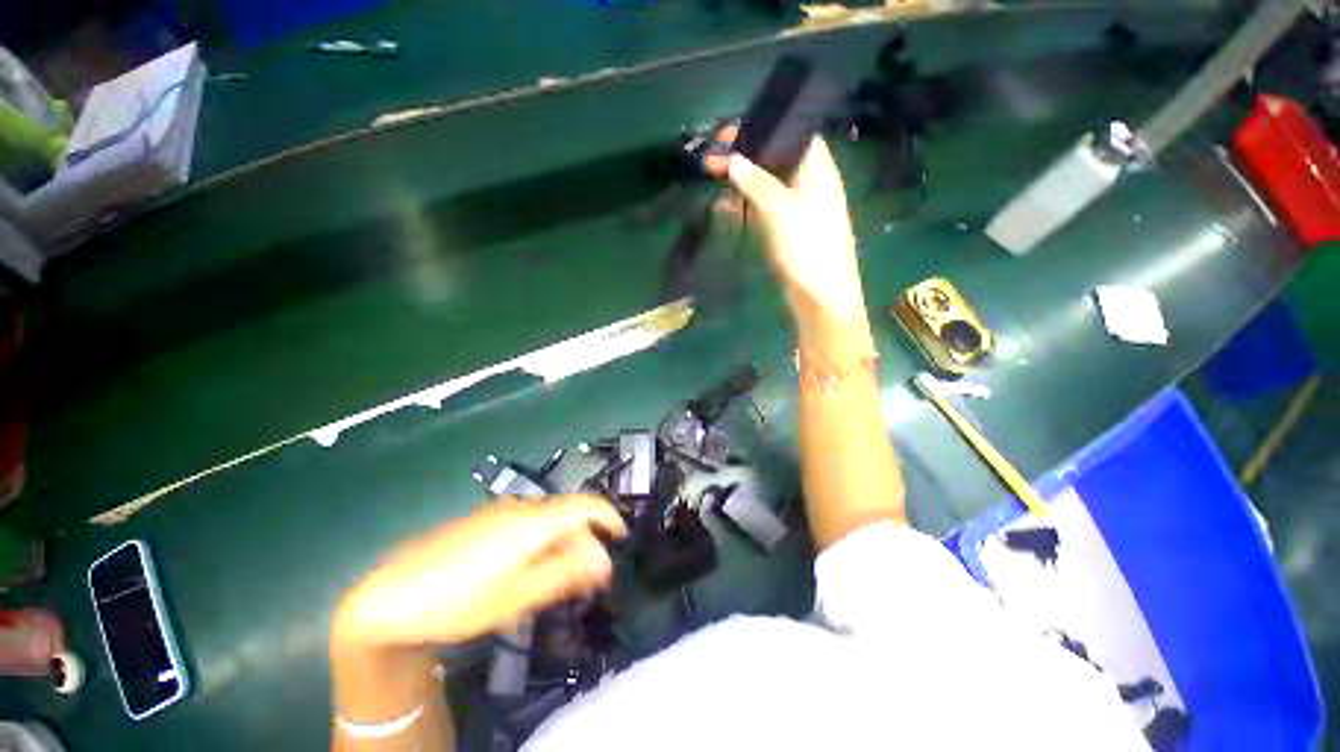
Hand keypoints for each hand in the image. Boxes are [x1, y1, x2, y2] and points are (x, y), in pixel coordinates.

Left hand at [332, 495, 626, 650]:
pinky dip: (540, 541)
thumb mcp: (518, 595)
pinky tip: (525, 569)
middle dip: (584, 540)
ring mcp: (499, 511)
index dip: (610, 517)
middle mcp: (521, 507)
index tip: (621, 538)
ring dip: (562, 543)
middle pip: (567, 514)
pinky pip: (525, 523)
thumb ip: (566, 573)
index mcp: (534, 520)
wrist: (389, 596)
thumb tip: (605, 560)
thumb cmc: (459, 600)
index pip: (586, 504)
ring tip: (558, 578)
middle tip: (588, 577)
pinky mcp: (482, 521)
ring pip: (546, 520)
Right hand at [709, 136, 873, 359]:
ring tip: (713, 179)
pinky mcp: (787, 230)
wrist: (821, 295)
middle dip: (745, 157)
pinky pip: (764, 209)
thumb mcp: (779, 209)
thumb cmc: (806, 246)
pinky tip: (725, 207)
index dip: (763, 129)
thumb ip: (755, 181)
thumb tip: (732, 159)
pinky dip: (746, 205)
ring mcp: (798, 208)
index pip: (791, 133)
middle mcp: (809, 183)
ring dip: (742, 182)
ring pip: (767, 185)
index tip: (730, 133)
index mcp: (816, 168)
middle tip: (711, 160)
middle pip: (775, 159)